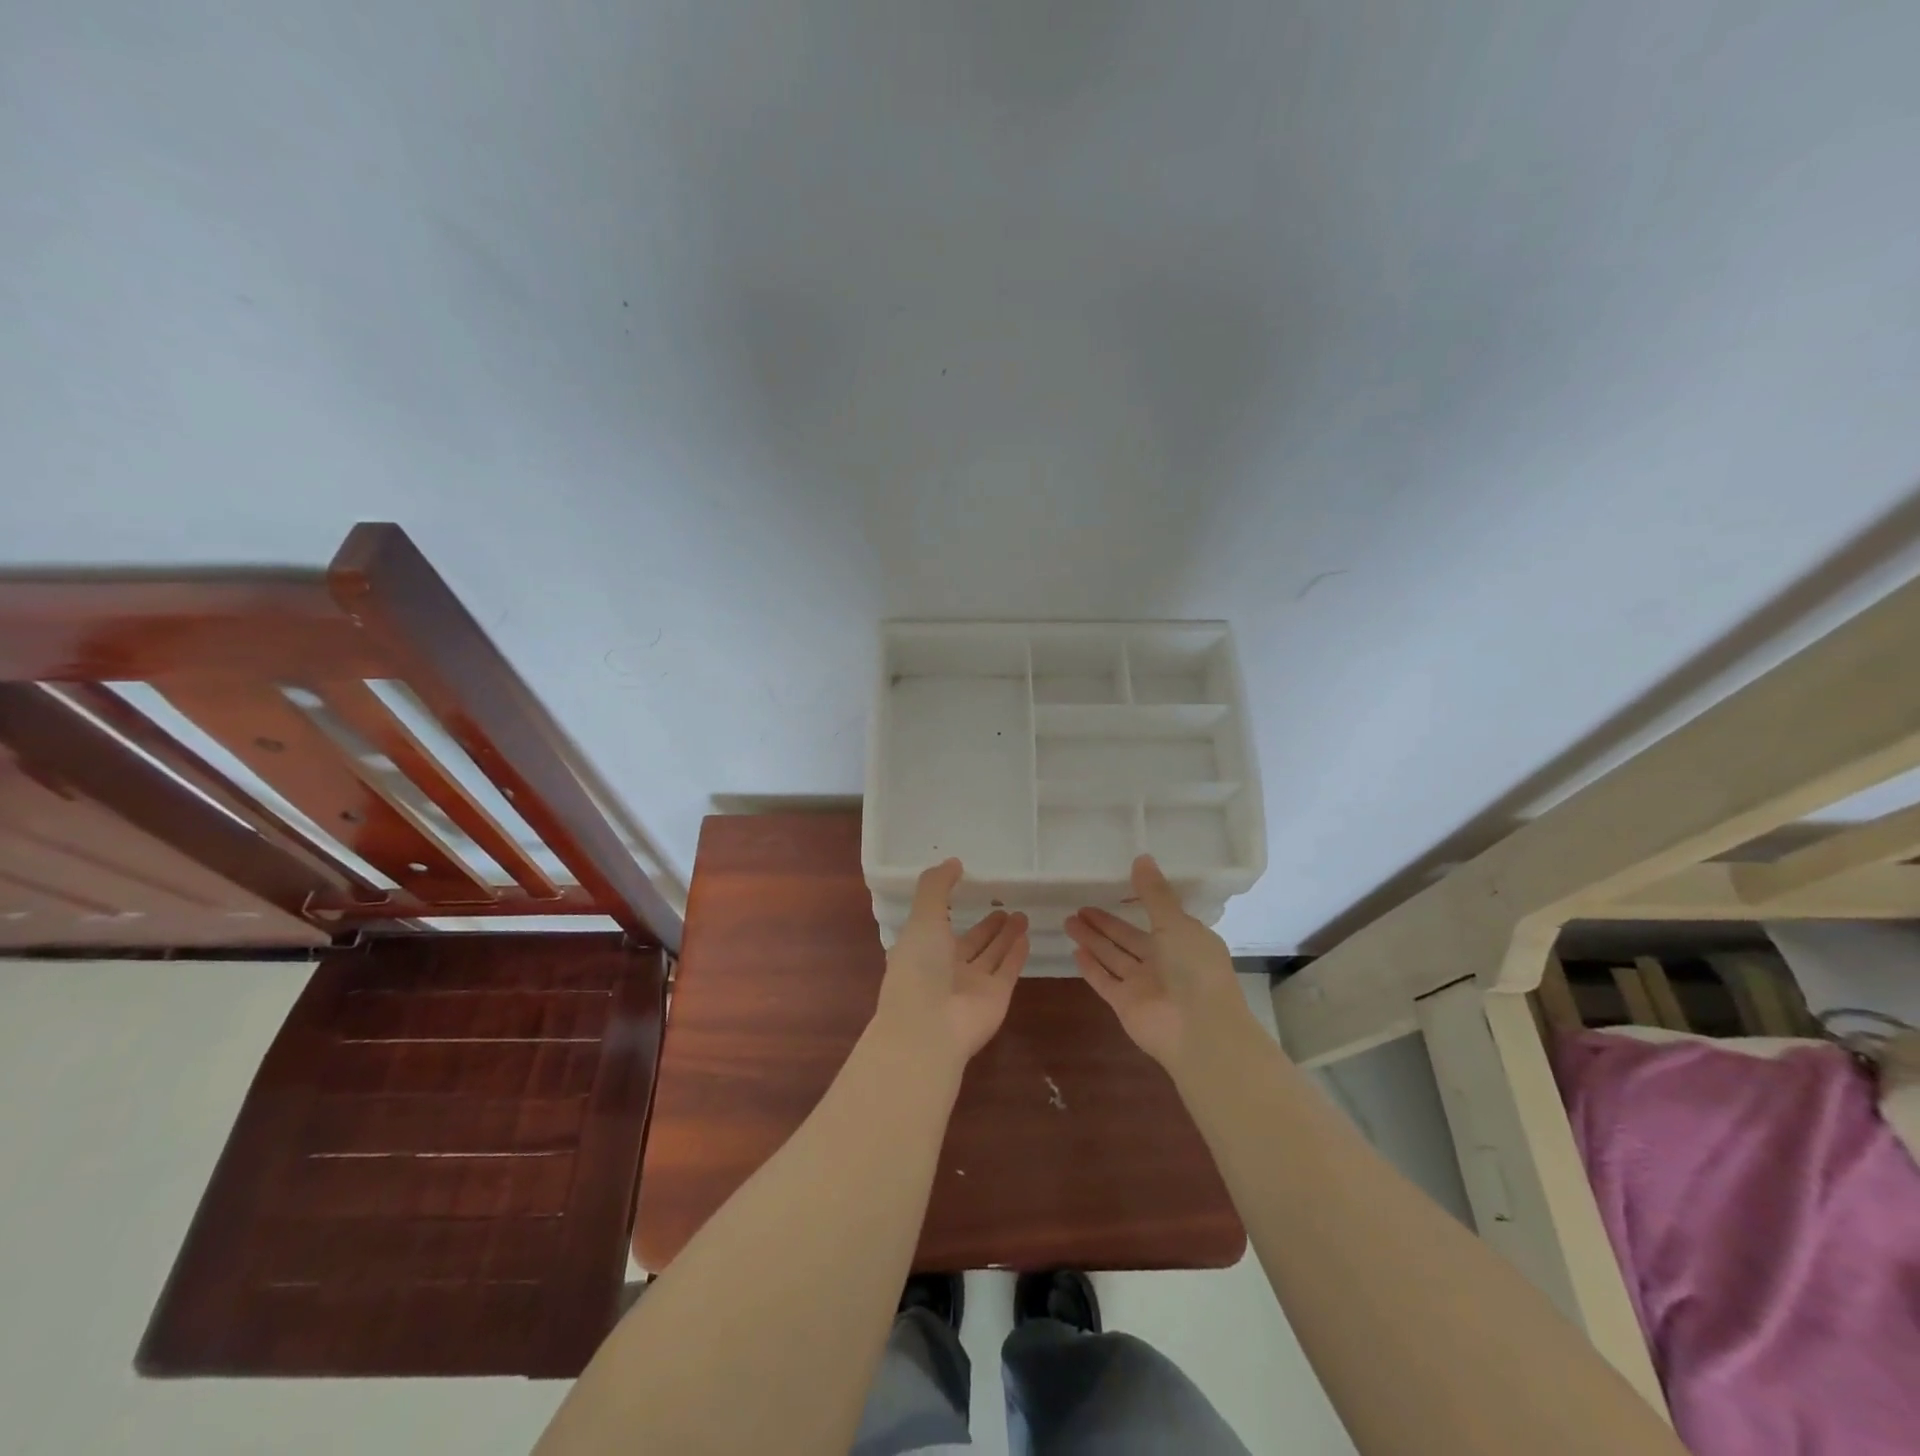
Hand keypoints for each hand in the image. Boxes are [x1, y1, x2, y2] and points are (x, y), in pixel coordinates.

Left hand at [871, 858, 1028, 1071]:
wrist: (929, 1028)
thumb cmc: (919, 967)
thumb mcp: (922, 917)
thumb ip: (936, 887)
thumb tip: (954, 862)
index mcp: (920, 949)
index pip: (937, 924)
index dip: (949, 907)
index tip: (966, 887)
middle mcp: (945, 967)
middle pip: (970, 941)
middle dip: (986, 925)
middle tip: (1003, 904)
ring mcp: (971, 985)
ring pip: (991, 954)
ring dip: (1004, 935)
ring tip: (1020, 914)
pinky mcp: (995, 998)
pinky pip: (1007, 970)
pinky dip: (1016, 954)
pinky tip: (1026, 936)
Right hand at [1066, 855, 1258, 1076]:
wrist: (1199, 1030)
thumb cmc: (1194, 969)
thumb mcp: (1176, 923)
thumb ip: (1154, 893)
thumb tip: (1141, 857)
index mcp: (1184, 941)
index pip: (1157, 918)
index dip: (1136, 903)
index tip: (1114, 888)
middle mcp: (1164, 962)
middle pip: (1128, 938)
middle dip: (1105, 923)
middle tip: (1079, 906)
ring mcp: (1144, 985)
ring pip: (1113, 957)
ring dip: (1093, 940)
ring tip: (1068, 920)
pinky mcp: (1125, 1004)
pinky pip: (1105, 980)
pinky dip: (1091, 967)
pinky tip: (1074, 951)